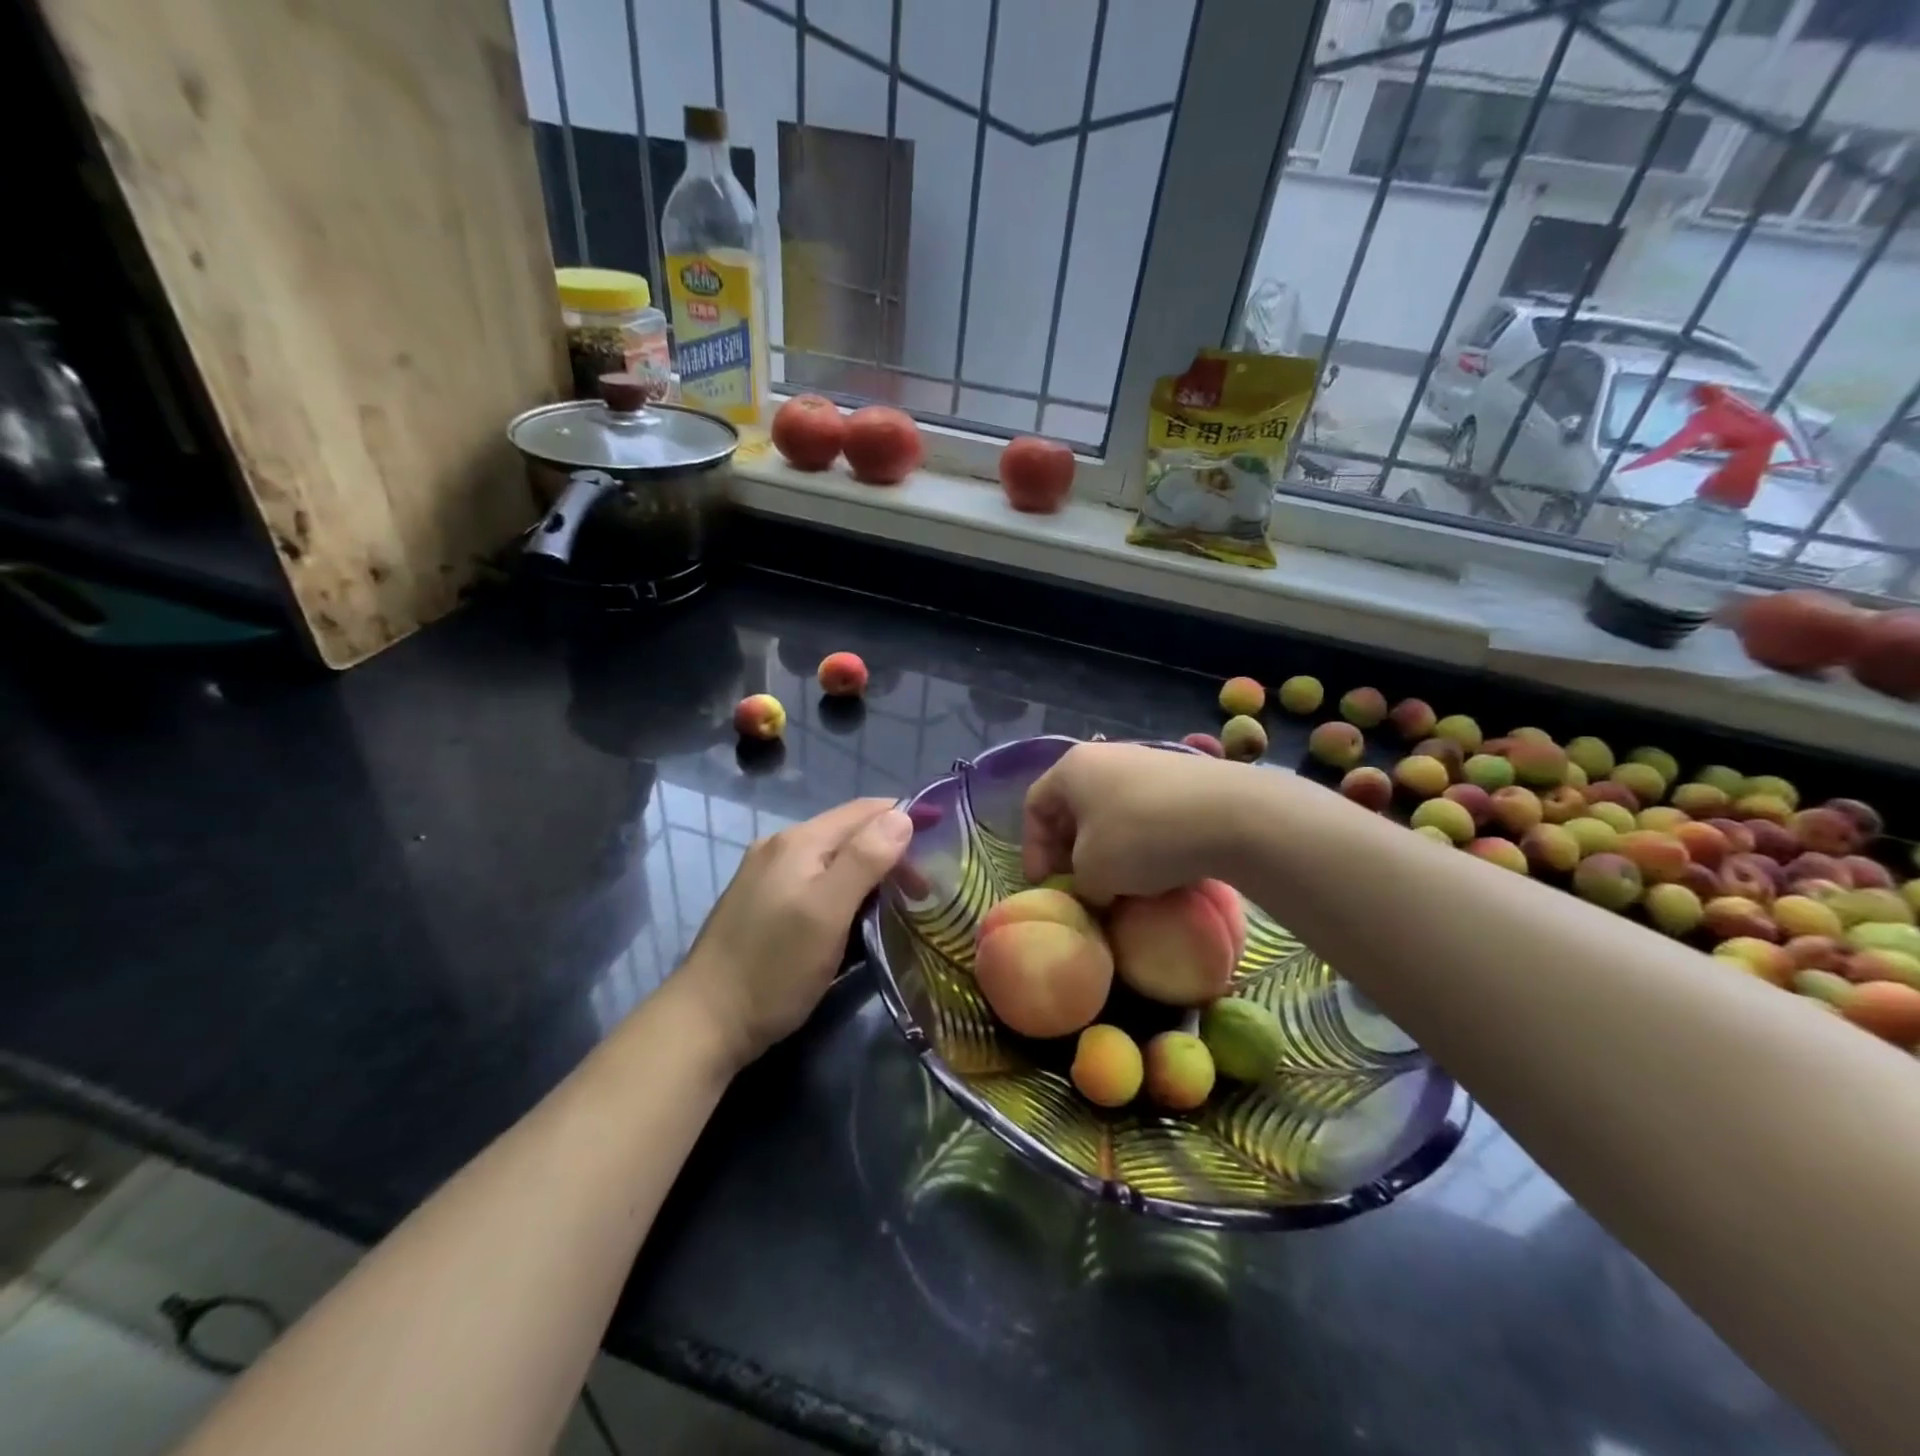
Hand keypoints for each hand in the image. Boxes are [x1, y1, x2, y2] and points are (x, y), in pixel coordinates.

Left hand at [675, 798, 912, 1068]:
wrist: (705, 1022)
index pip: (865, 810)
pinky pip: (817, 881)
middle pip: (850, 833)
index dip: (906, 818)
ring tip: (900, 903)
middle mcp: (781, 847)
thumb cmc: (774, 968)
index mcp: (799, 841)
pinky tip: (857, 915)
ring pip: (834, 859)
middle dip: (891, 851)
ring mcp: (768, 875)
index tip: (944, 843)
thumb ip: (864, 859)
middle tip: (924, 891)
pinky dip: (846, 890)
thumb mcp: (827, 912)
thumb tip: (903, 815)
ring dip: (870, 872)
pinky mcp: (764, 903)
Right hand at [1022, 742, 1253, 902]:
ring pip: (1109, 810)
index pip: (1034, 806)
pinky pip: (1143, 811)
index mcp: (1072, 768)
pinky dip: (1138, 840)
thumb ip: (1079, 882)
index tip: (1046, 884)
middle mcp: (1105, 757)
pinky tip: (1154, 868)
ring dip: (1105, 848)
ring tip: (1118, 882)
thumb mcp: (1093, 871)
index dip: (1032, 849)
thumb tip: (1095, 888)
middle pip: (1072, 806)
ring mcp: (1146, 763)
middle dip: (1069, 850)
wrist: (1231, 815)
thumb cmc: (1141, 837)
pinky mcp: (1181, 778)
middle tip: (1079, 885)